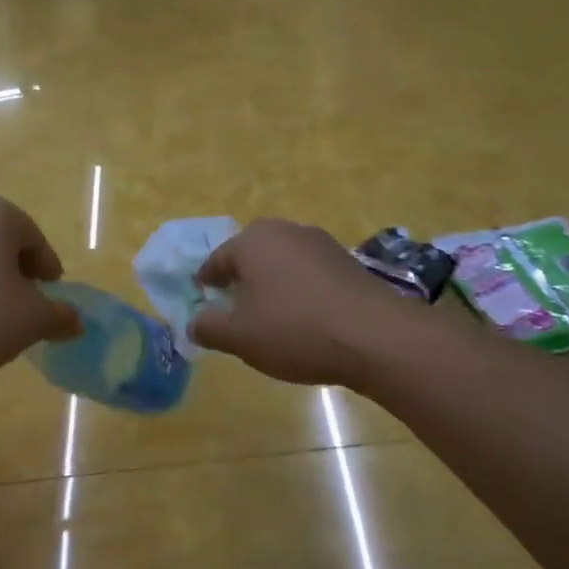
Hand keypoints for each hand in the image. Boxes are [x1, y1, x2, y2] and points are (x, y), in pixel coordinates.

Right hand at [190, 219, 401, 385]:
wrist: (375, 336)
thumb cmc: (294, 330)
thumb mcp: (239, 337)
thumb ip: (208, 327)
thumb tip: (194, 322)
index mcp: (252, 242)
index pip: (217, 259)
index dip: (207, 281)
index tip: (203, 298)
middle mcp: (285, 231)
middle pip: (252, 252)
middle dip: (241, 276)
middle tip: (235, 304)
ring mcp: (321, 243)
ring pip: (283, 260)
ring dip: (272, 281)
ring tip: (269, 312)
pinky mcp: (348, 261)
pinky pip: (309, 271)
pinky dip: (299, 288)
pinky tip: (304, 315)